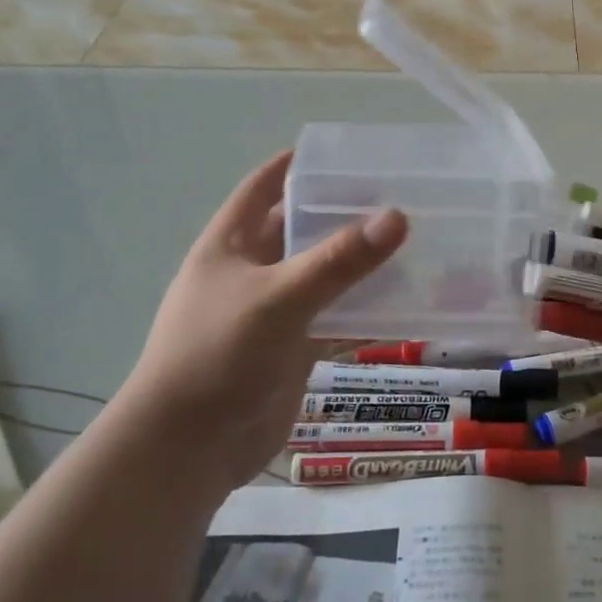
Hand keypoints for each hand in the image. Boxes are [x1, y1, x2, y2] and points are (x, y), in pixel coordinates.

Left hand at [118, 151, 406, 487]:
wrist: (189, 449)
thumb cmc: (218, 355)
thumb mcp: (278, 297)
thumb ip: (338, 259)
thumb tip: (398, 216)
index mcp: (230, 244)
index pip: (262, 188)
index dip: (295, 165)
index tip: (343, 152)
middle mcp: (251, 271)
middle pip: (300, 230)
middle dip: (342, 214)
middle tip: (397, 196)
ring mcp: (273, 312)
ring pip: (324, 276)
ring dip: (360, 263)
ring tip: (412, 242)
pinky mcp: (293, 349)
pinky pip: (335, 318)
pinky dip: (365, 311)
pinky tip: (406, 302)